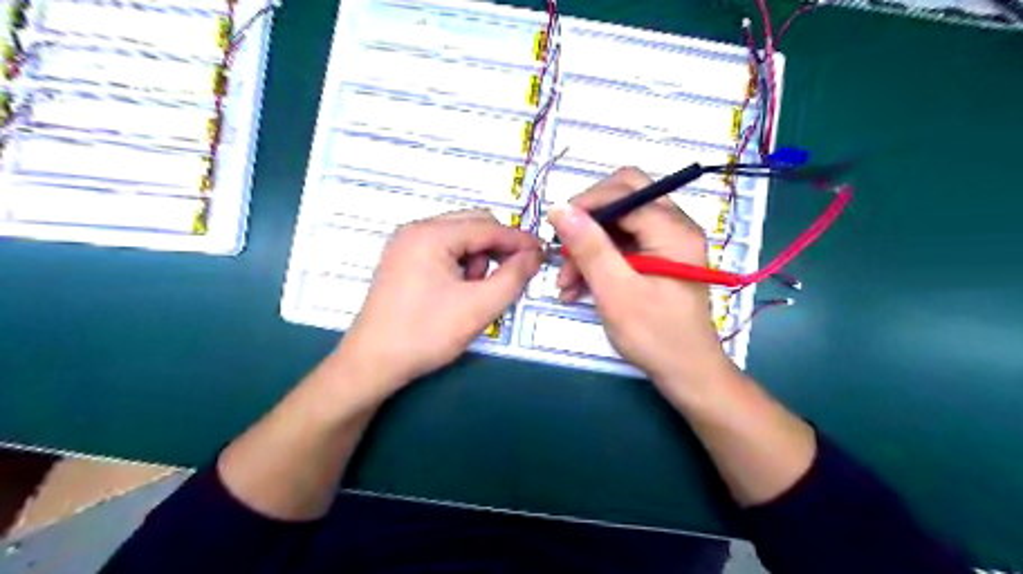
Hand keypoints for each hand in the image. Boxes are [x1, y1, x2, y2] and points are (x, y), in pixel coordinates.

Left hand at [337, 209, 542, 399]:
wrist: (372, 364)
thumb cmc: (425, 334)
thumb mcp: (478, 307)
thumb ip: (513, 277)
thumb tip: (534, 255)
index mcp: (431, 234)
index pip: (487, 227)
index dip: (519, 240)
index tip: (543, 253)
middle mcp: (416, 230)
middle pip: (472, 225)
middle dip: (497, 249)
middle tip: (513, 275)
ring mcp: (406, 244)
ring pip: (458, 238)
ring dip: (478, 259)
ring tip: (477, 292)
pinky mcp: (402, 261)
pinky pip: (443, 251)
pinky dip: (460, 266)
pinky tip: (459, 291)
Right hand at [552, 165, 735, 394]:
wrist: (686, 373)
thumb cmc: (655, 335)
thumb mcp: (616, 292)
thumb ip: (590, 248)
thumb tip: (560, 208)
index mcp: (673, 229)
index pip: (624, 191)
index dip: (586, 204)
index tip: (556, 229)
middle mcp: (674, 226)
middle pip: (622, 199)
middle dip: (587, 223)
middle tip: (563, 250)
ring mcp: (666, 242)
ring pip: (617, 224)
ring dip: (588, 247)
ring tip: (565, 284)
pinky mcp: (657, 258)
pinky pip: (621, 245)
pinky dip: (598, 260)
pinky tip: (577, 286)